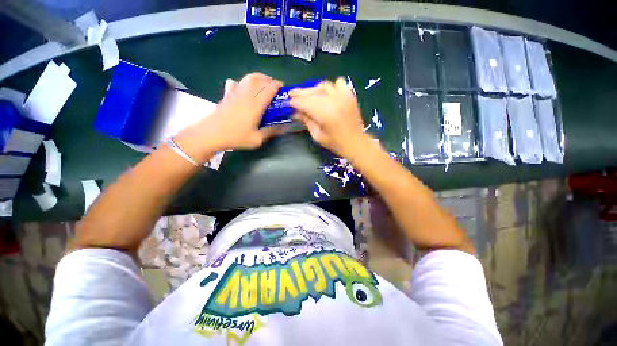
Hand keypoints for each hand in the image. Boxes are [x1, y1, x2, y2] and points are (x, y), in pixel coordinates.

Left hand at [174, 73, 282, 162]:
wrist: (210, 134)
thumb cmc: (236, 137)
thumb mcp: (257, 139)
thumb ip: (271, 131)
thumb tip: (284, 127)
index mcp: (255, 105)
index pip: (268, 88)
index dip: (277, 85)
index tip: (283, 88)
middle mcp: (246, 95)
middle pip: (258, 79)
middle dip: (268, 79)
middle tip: (274, 86)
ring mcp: (235, 94)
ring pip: (247, 78)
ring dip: (257, 78)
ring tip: (262, 84)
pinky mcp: (227, 96)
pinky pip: (235, 84)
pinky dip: (242, 83)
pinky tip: (243, 89)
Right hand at [290, 77, 370, 157]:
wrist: (356, 143)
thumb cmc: (335, 143)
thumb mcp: (317, 135)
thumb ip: (306, 121)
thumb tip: (296, 112)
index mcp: (325, 113)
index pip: (305, 103)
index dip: (295, 102)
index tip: (288, 103)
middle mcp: (334, 101)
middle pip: (313, 92)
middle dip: (300, 93)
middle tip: (292, 94)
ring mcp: (343, 96)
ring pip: (324, 85)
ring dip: (313, 89)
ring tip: (308, 95)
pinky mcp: (350, 95)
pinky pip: (338, 83)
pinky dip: (330, 87)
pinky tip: (327, 94)